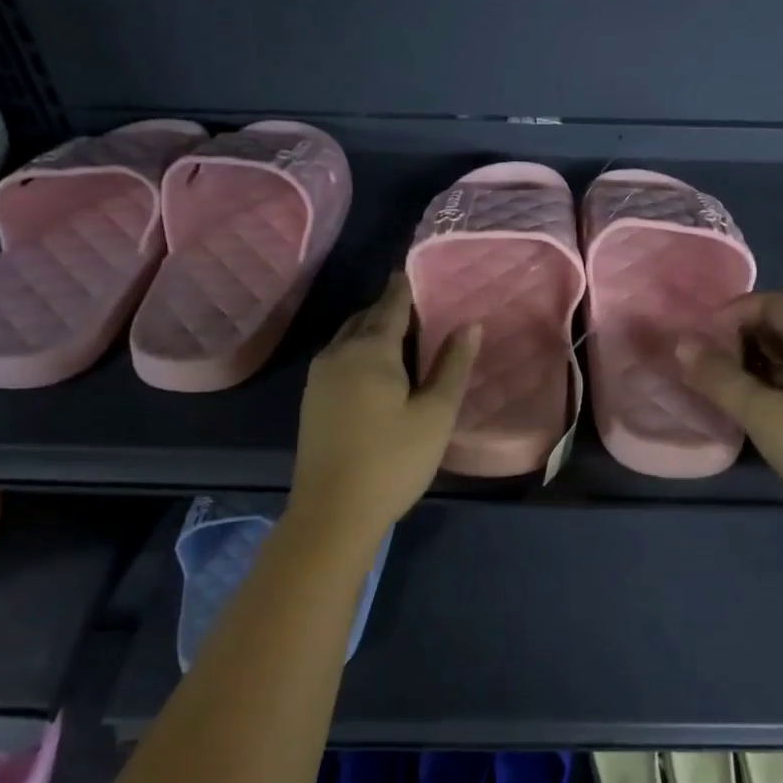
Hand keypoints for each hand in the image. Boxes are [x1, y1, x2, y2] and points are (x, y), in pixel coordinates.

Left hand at [289, 274, 480, 541]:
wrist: (333, 511)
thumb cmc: (393, 460)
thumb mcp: (435, 414)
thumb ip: (452, 365)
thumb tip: (470, 325)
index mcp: (370, 351)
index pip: (391, 306)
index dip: (404, 288)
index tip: (412, 271)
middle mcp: (338, 354)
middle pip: (365, 318)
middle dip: (388, 307)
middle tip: (415, 304)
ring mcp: (319, 377)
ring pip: (347, 338)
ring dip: (371, 329)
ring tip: (398, 332)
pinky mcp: (312, 399)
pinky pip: (338, 357)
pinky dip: (358, 350)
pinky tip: (373, 367)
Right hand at [678, 290, 782, 518]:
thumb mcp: (761, 414)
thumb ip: (719, 378)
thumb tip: (684, 346)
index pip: (778, 301)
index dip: (738, 311)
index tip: (708, 337)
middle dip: (749, 335)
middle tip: (716, 364)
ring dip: (766, 359)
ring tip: (736, 387)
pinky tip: (771, 408)